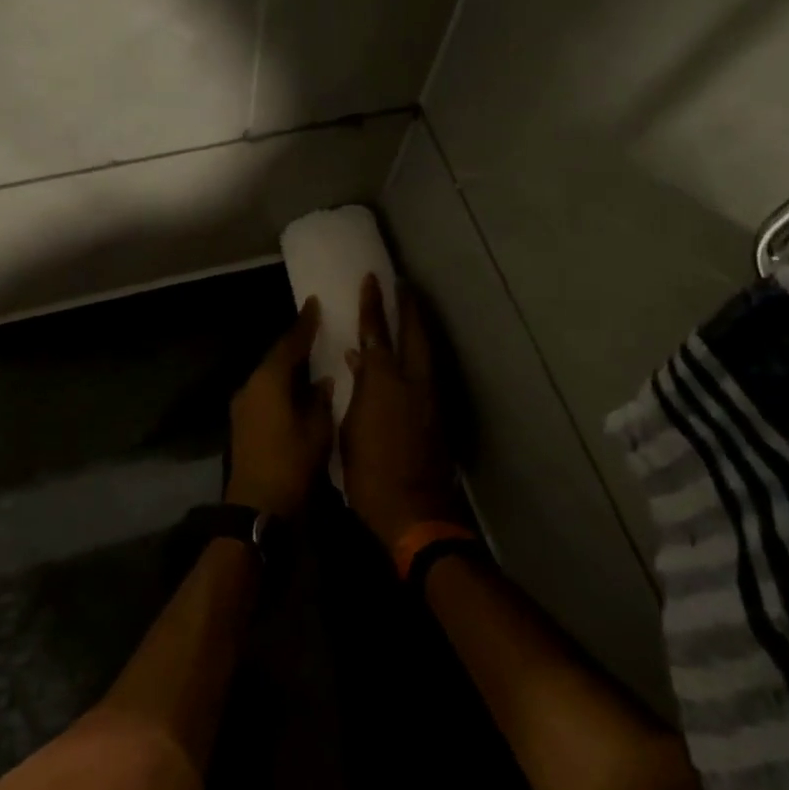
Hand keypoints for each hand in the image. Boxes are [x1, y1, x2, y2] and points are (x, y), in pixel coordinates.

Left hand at [224, 299, 335, 517]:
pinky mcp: (241, 425)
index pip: (289, 344)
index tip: (313, 304)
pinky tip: (296, 392)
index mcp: (268, 381)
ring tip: (309, 361)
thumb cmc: (292, 464)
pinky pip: (264, 395)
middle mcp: (250, 387)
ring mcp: (242, 407)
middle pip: (275, 359)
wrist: (257, 507)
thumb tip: (321, 382)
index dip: (304, 325)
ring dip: (287, 369)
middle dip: (295, 346)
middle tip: (316, 331)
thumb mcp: (317, 430)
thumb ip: (320, 400)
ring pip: (268, 378)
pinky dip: (280, 388)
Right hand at [341, 274, 467, 547]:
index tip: (373, 279)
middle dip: (408, 307)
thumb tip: (356, 361)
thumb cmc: (368, 474)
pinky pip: (428, 373)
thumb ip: (356, 390)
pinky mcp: (439, 414)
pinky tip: (410, 358)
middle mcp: (413, 382)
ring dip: (418, 330)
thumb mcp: (349, 429)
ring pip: (426, 352)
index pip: (376, 333)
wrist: (414, 510)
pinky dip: (419, 356)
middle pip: (414, 334)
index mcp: (383, 383)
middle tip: (403, 285)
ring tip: (409, 314)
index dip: (373, 305)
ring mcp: (430, 397)